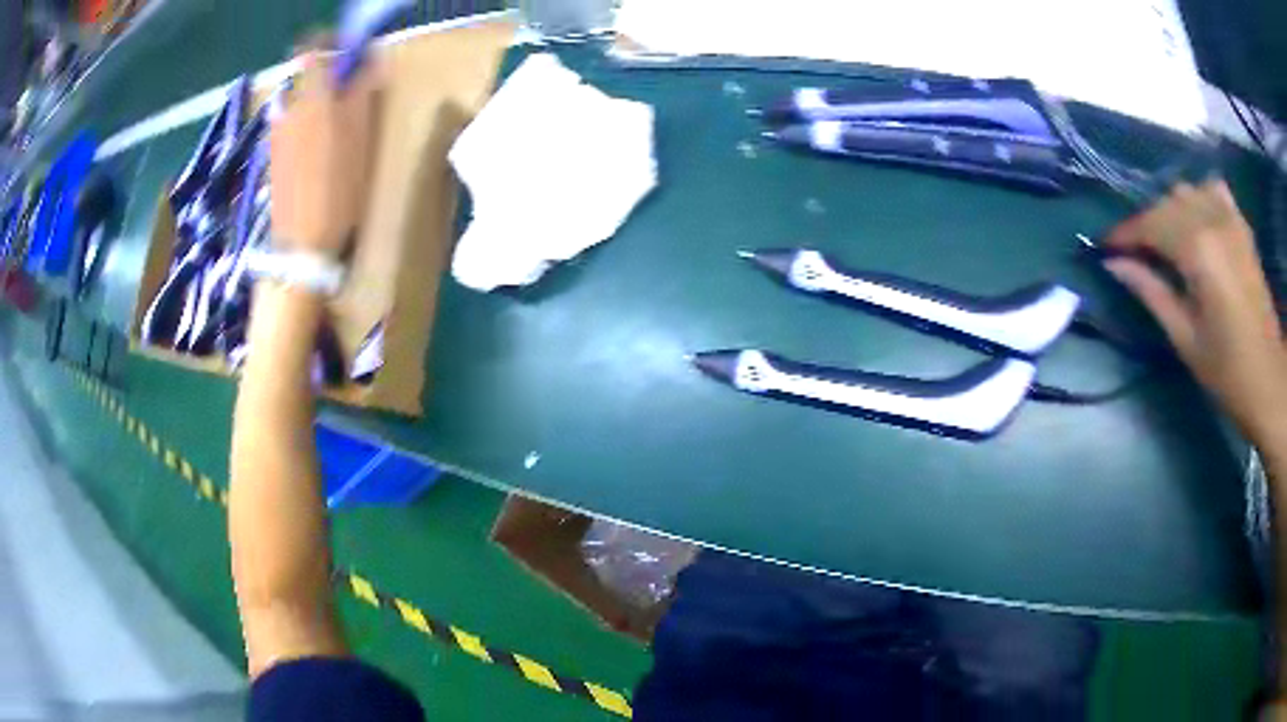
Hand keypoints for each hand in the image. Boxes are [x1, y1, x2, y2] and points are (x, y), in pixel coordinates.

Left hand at [269, 49, 380, 255]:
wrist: (302, 244)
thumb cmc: (338, 188)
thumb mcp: (360, 136)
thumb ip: (361, 92)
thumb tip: (369, 61)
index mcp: (312, 97)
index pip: (312, 48)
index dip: (329, 43)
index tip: (348, 52)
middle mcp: (289, 108)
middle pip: (305, 75)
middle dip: (327, 75)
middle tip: (349, 92)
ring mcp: (277, 133)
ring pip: (297, 99)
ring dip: (316, 100)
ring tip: (336, 123)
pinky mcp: (273, 155)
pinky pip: (290, 122)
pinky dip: (305, 122)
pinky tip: (318, 148)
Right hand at [1104, 179, 1284, 442]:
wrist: (1269, 381)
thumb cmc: (1227, 372)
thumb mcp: (1184, 338)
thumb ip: (1150, 292)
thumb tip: (1114, 263)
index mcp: (1197, 250)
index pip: (1150, 224)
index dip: (1124, 233)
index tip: (1105, 247)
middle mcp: (1212, 220)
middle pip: (1166, 203)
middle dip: (1146, 224)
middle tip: (1135, 254)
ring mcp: (1231, 219)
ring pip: (1188, 191)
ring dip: (1171, 210)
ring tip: (1167, 240)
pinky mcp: (1242, 226)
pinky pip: (1215, 190)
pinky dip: (1200, 197)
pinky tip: (1198, 220)